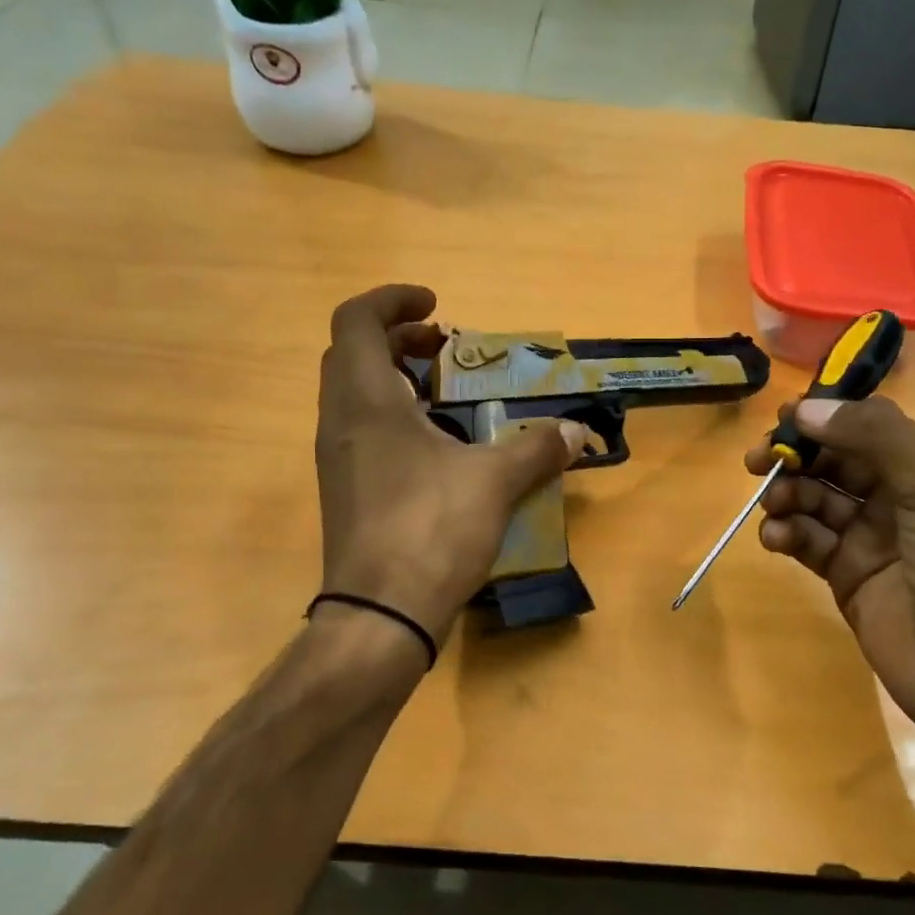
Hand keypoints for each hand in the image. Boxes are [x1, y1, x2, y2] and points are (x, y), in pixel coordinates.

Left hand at [316, 285, 585, 645]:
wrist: (380, 614)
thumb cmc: (431, 529)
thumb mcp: (494, 481)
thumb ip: (536, 448)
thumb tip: (576, 432)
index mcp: (366, 401)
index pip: (356, 321)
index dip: (393, 300)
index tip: (438, 307)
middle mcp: (341, 422)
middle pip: (351, 354)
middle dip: (397, 338)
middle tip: (444, 347)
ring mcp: (338, 460)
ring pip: (355, 394)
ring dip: (394, 378)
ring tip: (445, 393)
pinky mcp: (347, 492)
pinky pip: (363, 431)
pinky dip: (395, 417)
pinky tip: (438, 446)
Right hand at [745, 397, 914, 738]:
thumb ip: (879, 438)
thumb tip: (809, 408)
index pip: (868, 426)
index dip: (825, 419)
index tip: (782, 420)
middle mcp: (901, 496)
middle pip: (835, 460)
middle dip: (797, 456)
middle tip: (758, 462)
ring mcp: (872, 538)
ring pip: (816, 499)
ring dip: (789, 495)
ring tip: (775, 507)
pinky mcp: (848, 576)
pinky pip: (808, 541)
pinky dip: (787, 534)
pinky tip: (777, 539)